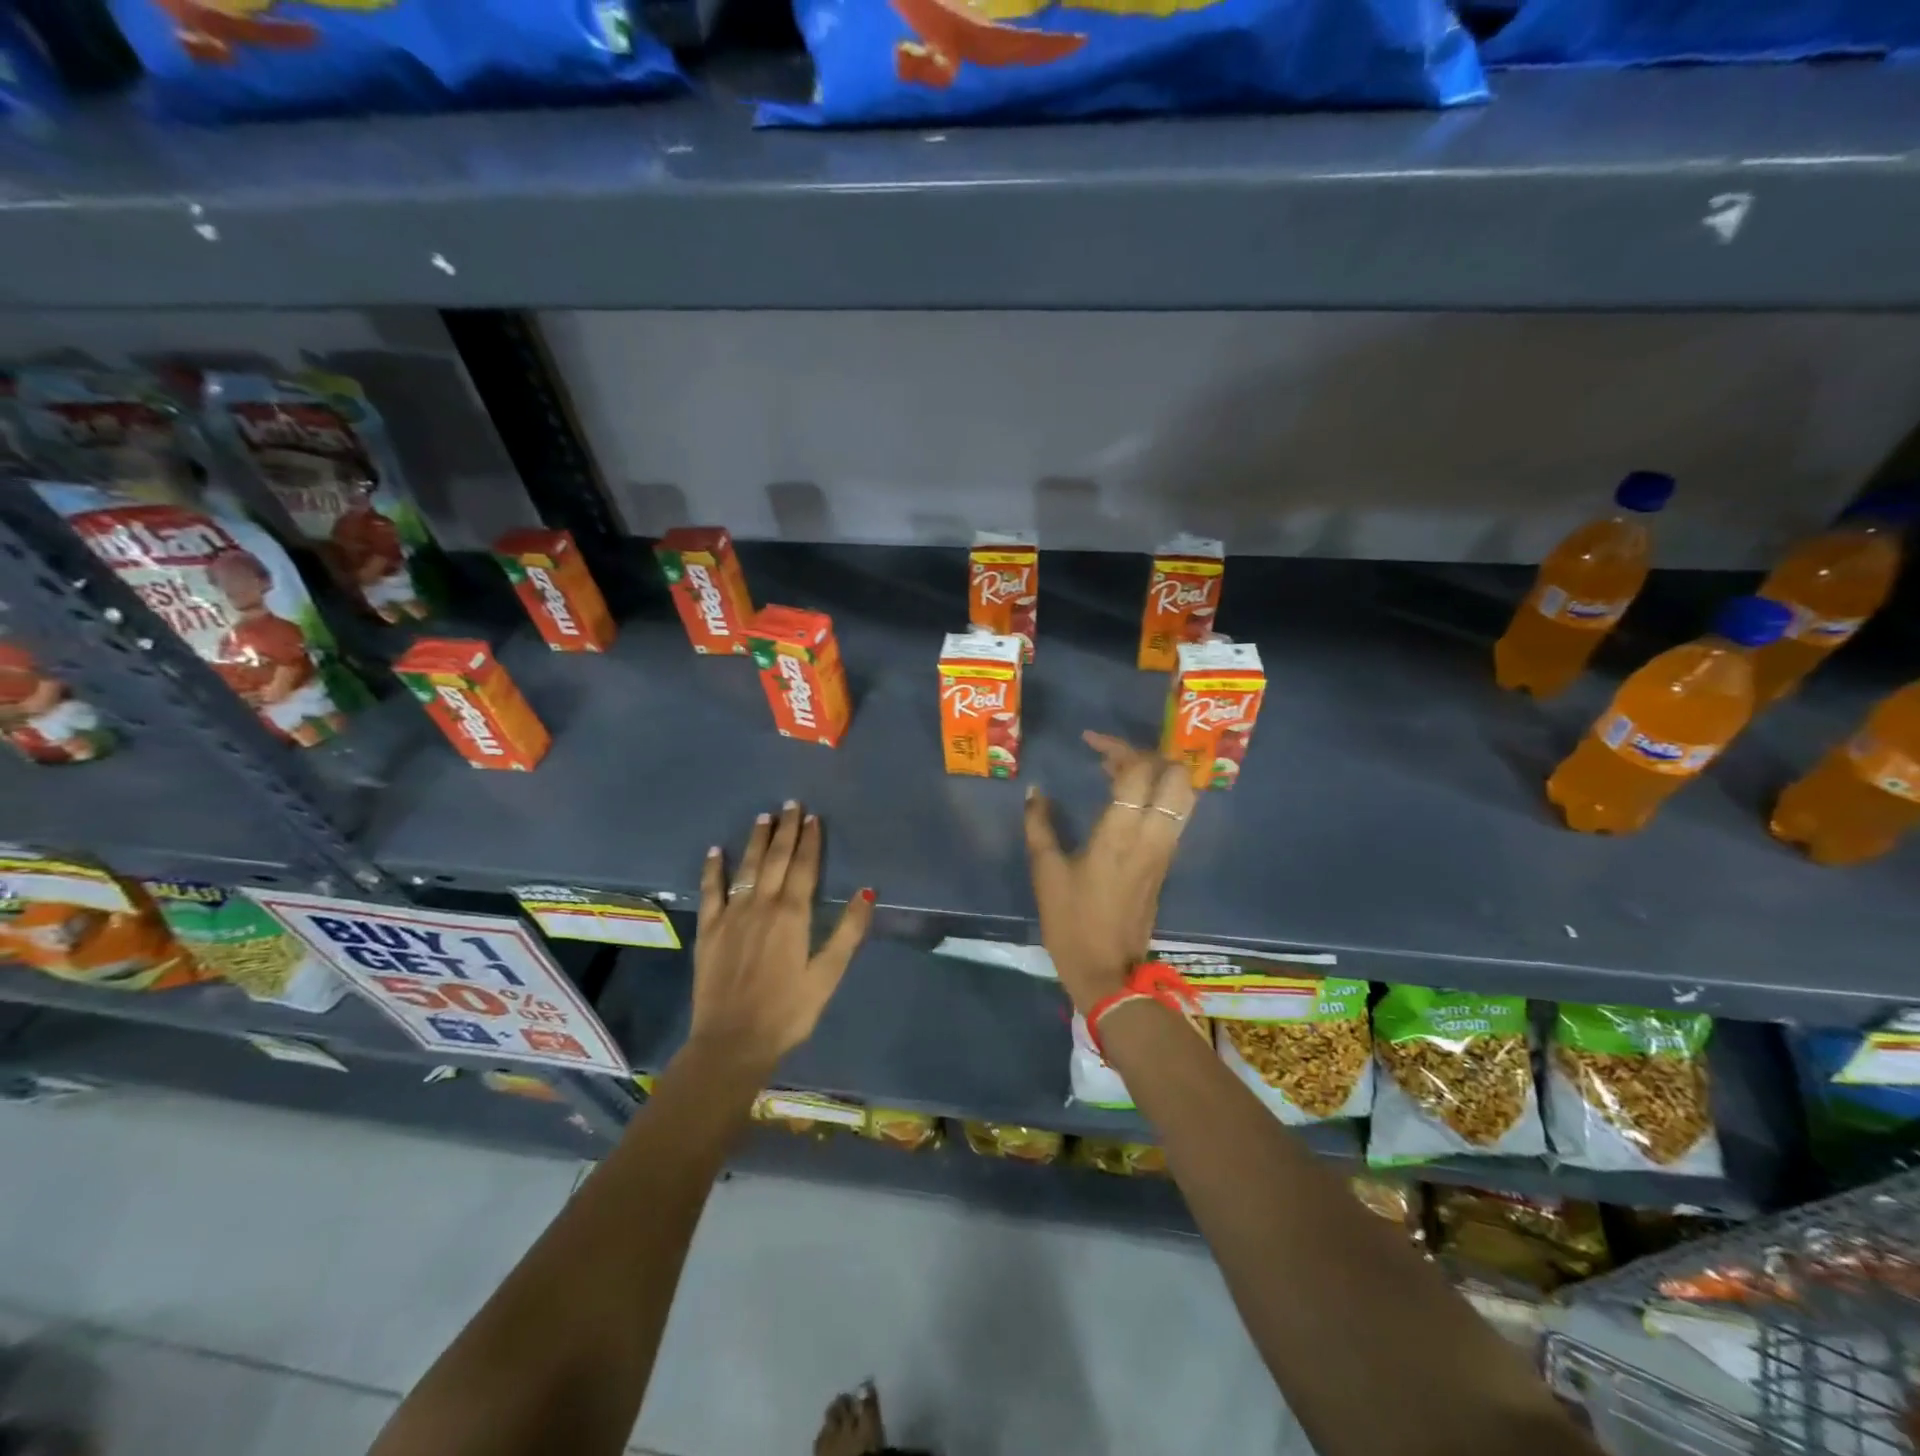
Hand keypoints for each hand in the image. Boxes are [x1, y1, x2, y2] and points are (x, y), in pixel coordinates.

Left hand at [693, 801, 874, 1070]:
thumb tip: (867, 892)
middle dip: (785, 830)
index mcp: (793, 915)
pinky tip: (716, 851)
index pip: (804, 867)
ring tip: (763, 816)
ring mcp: (731, 915)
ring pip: (746, 867)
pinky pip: (711, 891)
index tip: (813, 817)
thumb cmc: (788, 1012)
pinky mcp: (709, 930)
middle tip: (790, 804)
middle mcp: (761, 906)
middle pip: (775, 859)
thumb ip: (847, 932)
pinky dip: (713, 869)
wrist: (732, 1042)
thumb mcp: (827, 975)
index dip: (810, 840)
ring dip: (756, 840)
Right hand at [1023, 731, 1195, 1014]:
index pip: (1137, 771)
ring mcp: (1166, 850)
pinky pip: (1176, 815)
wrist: (1107, 971)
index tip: (1090, 742)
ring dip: (1158, 775)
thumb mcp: (1045, 872)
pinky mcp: (1167, 863)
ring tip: (1122, 774)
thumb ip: (1039, 825)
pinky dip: (1159, 796)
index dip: (1117, 747)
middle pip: (1177, 776)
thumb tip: (1035, 791)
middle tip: (1115, 757)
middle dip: (1149, 756)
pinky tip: (1129, 801)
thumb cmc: (1071, 921)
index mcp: (1121, 834)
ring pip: (1184, 796)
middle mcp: (1154, 836)